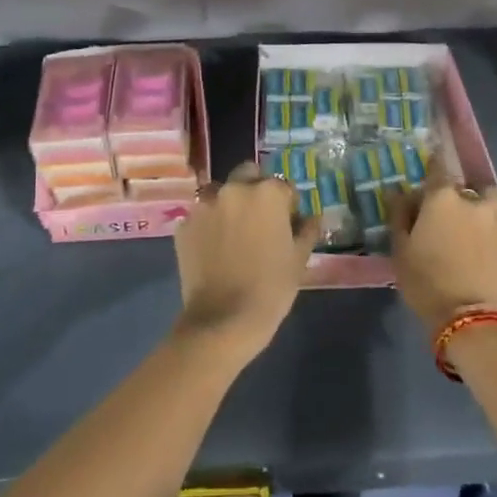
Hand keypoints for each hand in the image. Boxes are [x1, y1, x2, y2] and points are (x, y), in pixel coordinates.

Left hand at [174, 162, 320, 360]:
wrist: (223, 321)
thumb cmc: (271, 288)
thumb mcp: (299, 259)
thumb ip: (307, 230)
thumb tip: (313, 217)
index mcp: (267, 193)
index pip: (284, 187)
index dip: (289, 205)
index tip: (289, 224)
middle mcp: (233, 189)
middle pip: (248, 175)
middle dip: (255, 190)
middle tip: (260, 220)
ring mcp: (204, 206)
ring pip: (220, 193)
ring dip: (229, 204)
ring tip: (234, 233)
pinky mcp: (183, 226)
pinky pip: (200, 217)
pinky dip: (208, 226)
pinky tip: (214, 249)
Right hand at [391, 163, 496, 337]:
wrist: (471, 318)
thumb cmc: (426, 281)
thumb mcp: (400, 249)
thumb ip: (400, 215)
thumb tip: (399, 192)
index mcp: (443, 198)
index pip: (438, 167)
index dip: (433, 164)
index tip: (429, 166)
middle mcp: (474, 201)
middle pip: (465, 187)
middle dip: (455, 195)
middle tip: (445, 215)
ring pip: (488, 204)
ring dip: (478, 209)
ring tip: (469, 229)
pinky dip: (490, 230)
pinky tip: (481, 249)